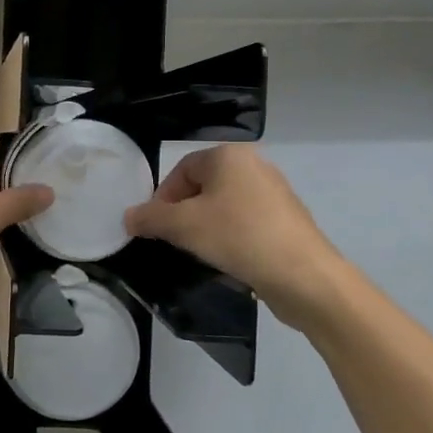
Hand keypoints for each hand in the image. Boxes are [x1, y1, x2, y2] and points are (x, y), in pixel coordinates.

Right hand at [124, 144, 342, 316]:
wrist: (304, 276)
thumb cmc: (238, 237)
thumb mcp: (183, 227)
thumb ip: (150, 218)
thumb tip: (128, 216)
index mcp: (229, 156)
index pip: (181, 170)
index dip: (162, 199)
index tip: (154, 228)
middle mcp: (254, 166)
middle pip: (202, 187)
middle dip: (182, 214)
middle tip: (174, 242)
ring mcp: (274, 194)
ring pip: (223, 207)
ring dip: (205, 228)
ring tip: (200, 254)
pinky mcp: (286, 221)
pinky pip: (245, 223)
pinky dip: (230, 238)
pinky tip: (227, 260)